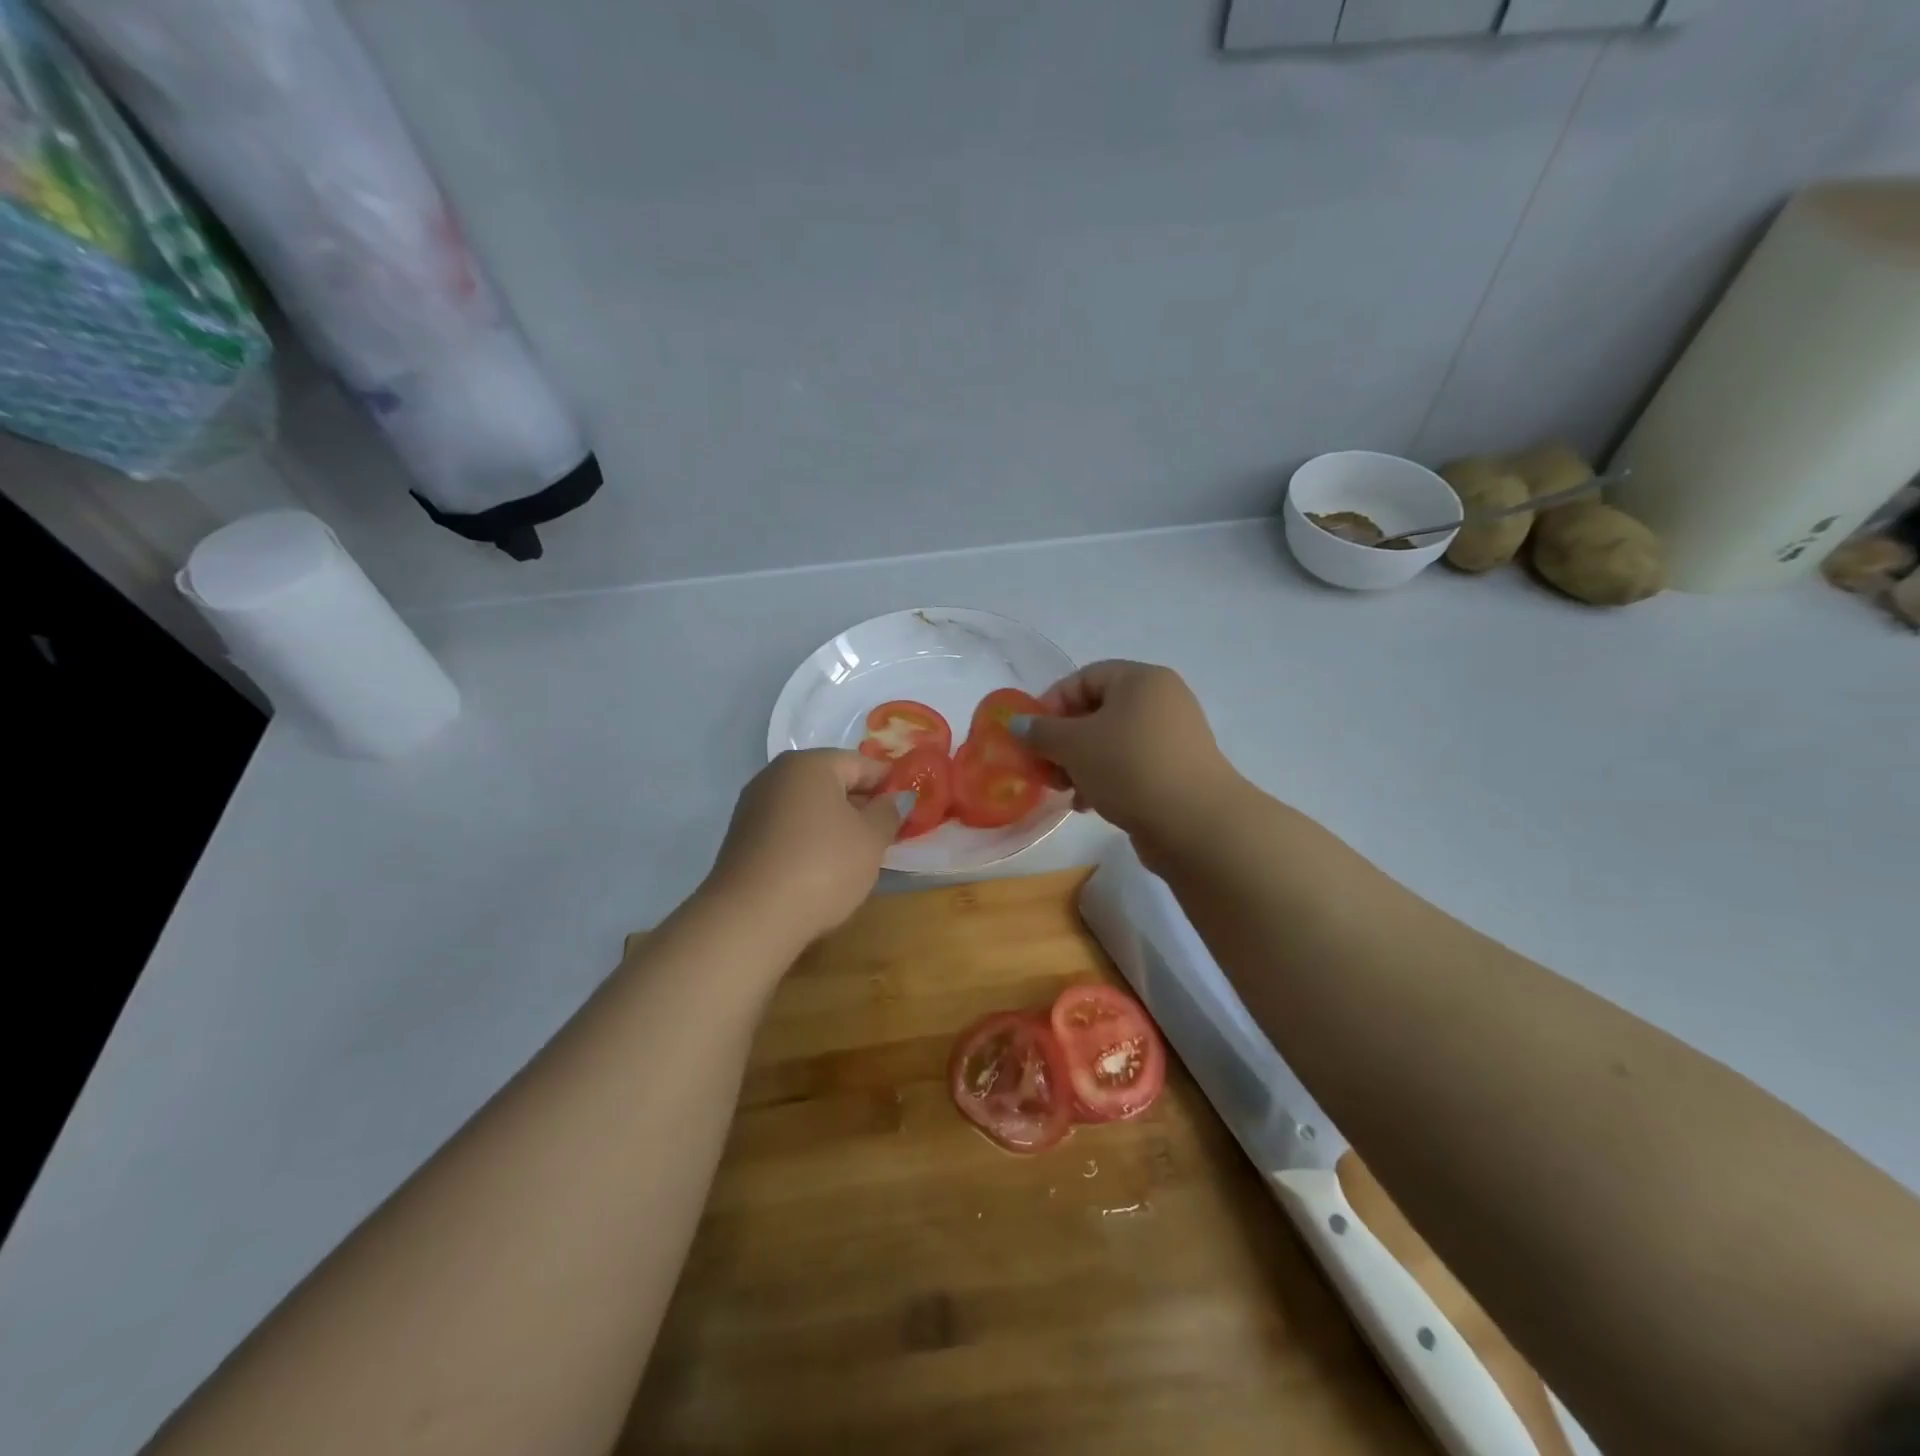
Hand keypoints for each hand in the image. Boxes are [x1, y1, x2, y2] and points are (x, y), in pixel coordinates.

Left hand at [702, 749, 908, 948]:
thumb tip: (894, 799)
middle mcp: (776, 775)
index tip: (907, 808)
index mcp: (810, 764)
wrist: (752, 917)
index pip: (861, 764)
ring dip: (834, 824)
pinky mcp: (742, 838)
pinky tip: (821, 869)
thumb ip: (888, 813)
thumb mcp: (871, 840)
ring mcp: (753, 806)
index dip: (888, 784)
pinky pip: (787, 829)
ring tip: (856, 856)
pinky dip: (809, 840)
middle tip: (885, 834)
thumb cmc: (823, 866)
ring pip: (808, 807)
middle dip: (860, 805)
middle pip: (831, 782)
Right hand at [1012, 661, 1240, 848]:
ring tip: (1064, 791)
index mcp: (1141, 680)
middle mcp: (1161, 701)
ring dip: (1080, 764)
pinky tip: (1088, 805)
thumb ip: (1040, 732)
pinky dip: (1104, 779)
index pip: (1084, 678)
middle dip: (1063, 740)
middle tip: (1043, 767)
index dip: (1051, 703)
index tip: (1030, 735)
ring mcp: (1172, 737)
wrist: (1194, 823)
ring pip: (1111, 742)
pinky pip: (1130, 765)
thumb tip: (1017, 724)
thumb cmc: (1129, 768)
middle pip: (1097, 711)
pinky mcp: (1175, 771)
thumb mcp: (1074, 745)